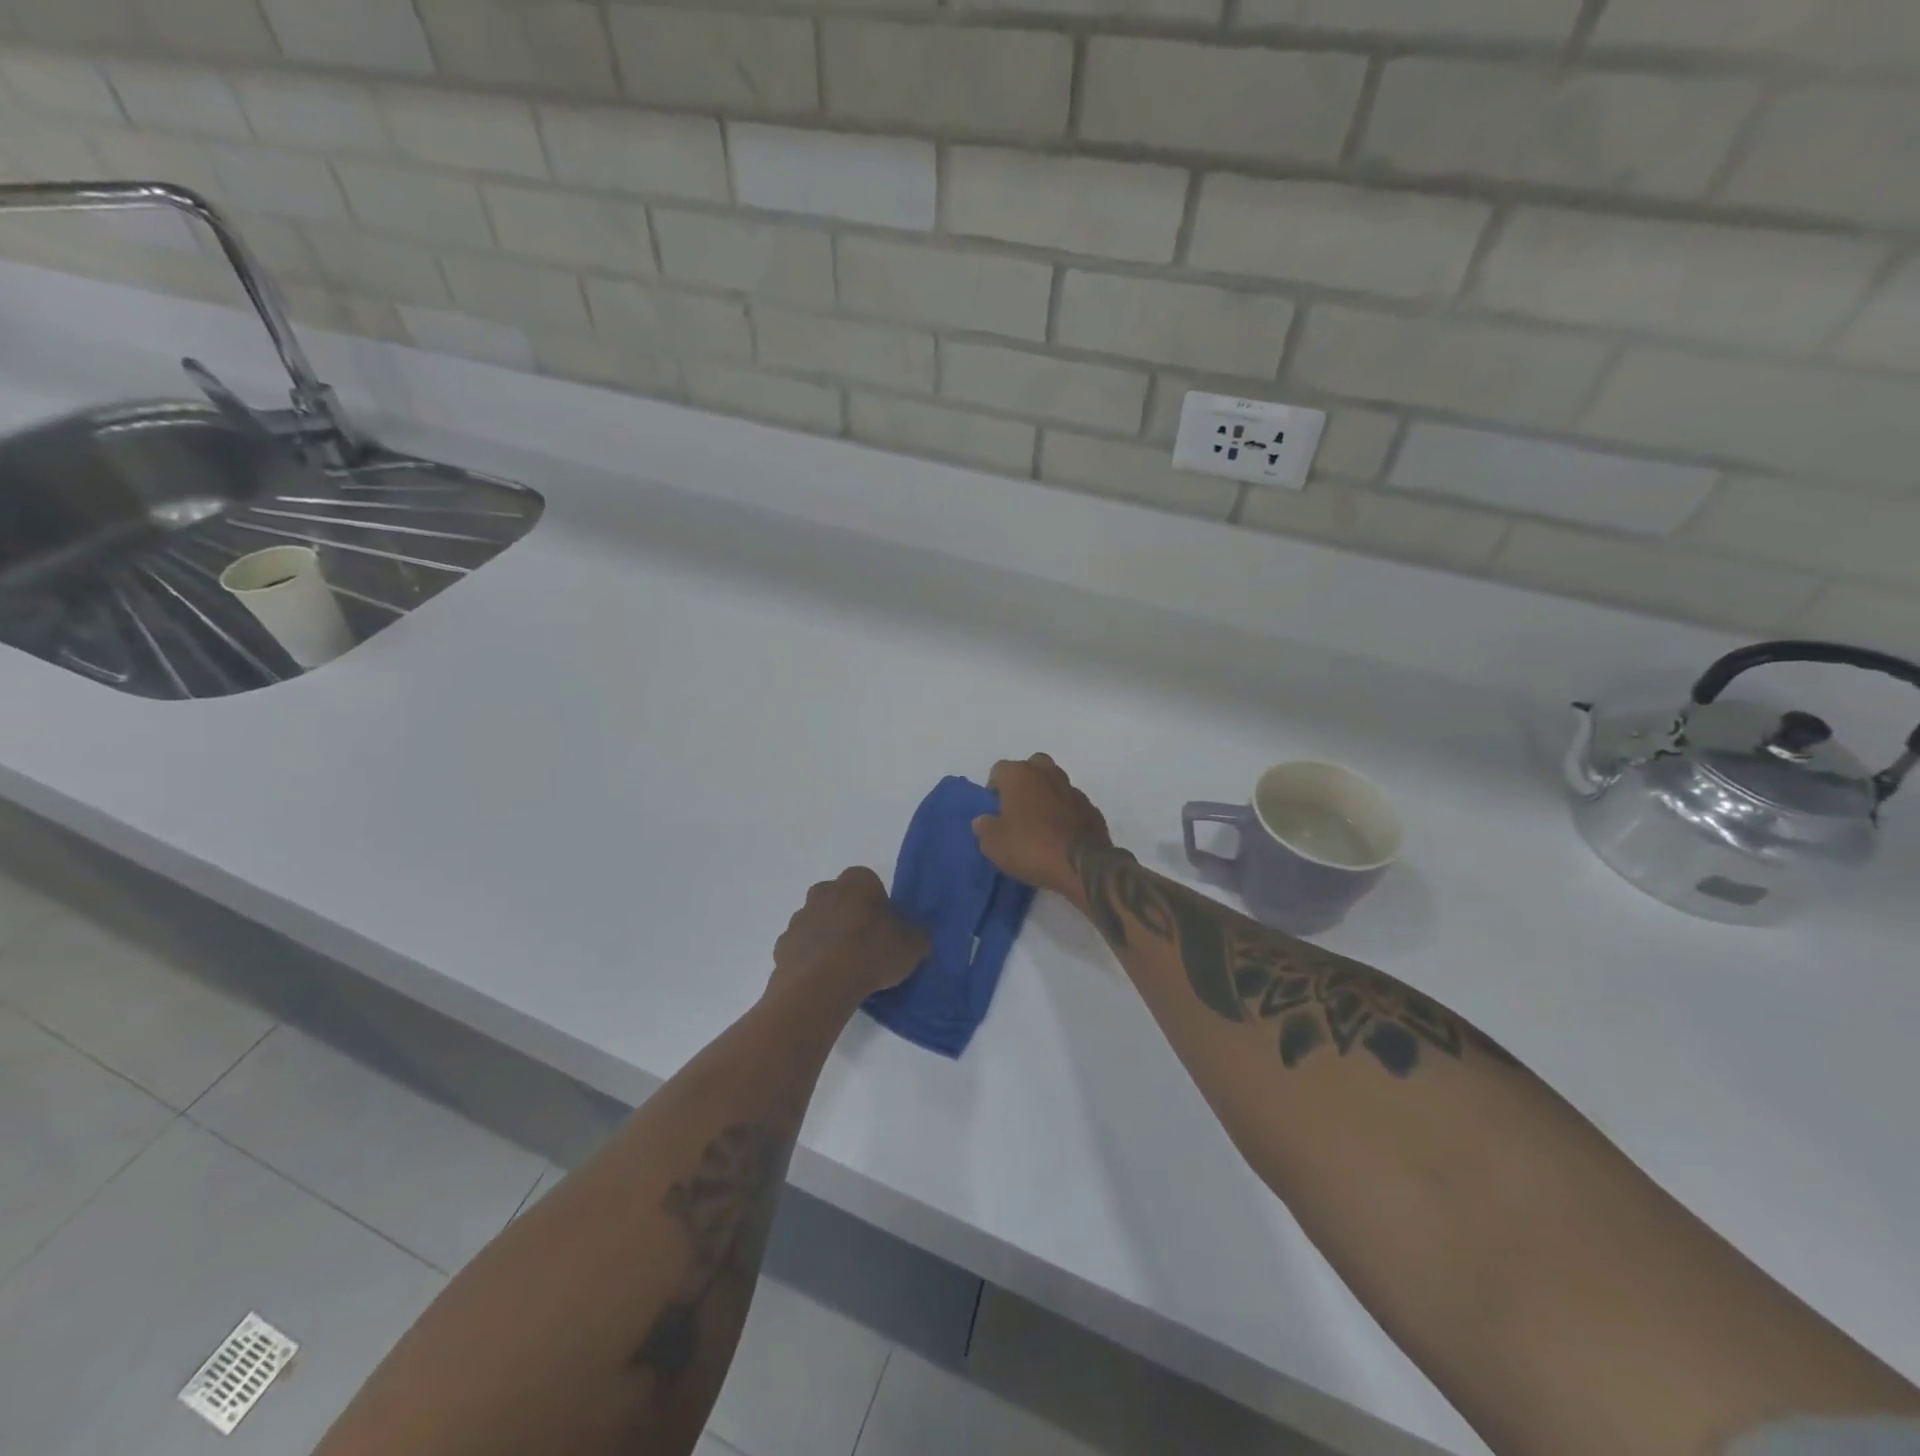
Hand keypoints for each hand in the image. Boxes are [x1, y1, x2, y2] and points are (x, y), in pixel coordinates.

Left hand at [770, 867, 927, 1005]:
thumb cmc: (871, 954)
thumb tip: (917, 935)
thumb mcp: (912, 946)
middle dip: (851, 916)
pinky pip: (802, 948)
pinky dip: (811, 959)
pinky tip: (825, 980)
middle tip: (867, 946)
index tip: (887, 929)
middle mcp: (824, 890)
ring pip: (819, 922)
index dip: (879, 905)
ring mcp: (799, 917)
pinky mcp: (782, 945)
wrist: (820, 986)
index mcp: (857, 881)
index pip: (870, 883)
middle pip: (841, 899)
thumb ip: (917, 935)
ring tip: (846, 969)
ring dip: (829, 937)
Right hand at [974, 754, 1112, 899]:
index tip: (994, 811)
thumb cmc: (1030, 847)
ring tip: (1040, 824)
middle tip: (1017, 810)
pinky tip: (1060, 835)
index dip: (994, 789)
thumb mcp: (992, 844)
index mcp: (1020, 774)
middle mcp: (1047, 773)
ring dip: (1046, 797)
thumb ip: (984, 827)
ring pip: (1054, 784)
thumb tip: (984, 820)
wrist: (1081, 865)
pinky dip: (1065, 814)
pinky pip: (1071, 804)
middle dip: (1023, 784)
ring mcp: (1073, 789)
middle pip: (1031, 768)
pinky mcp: (1091, 808)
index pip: (999, 770)